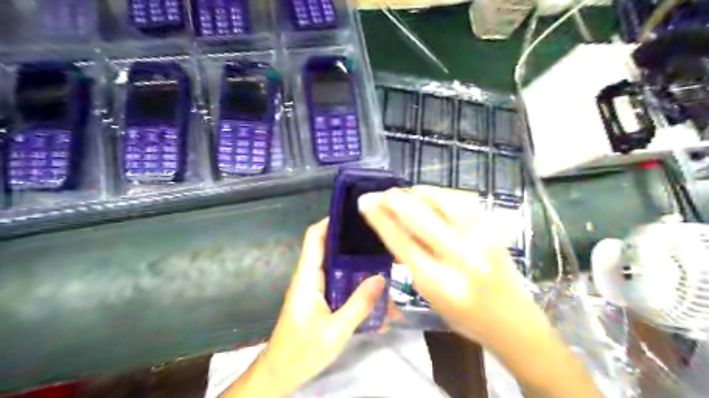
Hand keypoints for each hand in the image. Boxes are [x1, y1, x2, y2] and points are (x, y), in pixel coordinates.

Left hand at [224, 218, 385, 396]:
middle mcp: (311, 277)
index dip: (330, 221)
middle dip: (353, 241)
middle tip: (379, 236)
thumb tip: (381, 278)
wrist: (281, 374)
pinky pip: (340, 284)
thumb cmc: (302, 351)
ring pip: (338, 267)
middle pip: (330, 248)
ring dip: (358, 264)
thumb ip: (359, 304)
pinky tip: (376, 290)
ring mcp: (316, 289)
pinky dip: (356, 283)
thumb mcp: (335, 330)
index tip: (353, 213)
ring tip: (384, 259)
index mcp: (307, 277)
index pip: (314, 237)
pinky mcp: (322, 300)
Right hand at [361, 185, 546, 351]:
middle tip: (379, 194)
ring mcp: (480, 239)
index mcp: (439, 283)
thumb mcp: (429, 295)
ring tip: (402, 193)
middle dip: (393, 200)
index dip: (380, 219)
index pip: (401, 242)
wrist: (513, 321)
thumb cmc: (465, 316)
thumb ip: (411, 261)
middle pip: (420, 218)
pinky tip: (428, 194)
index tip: (366, 205)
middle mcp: (460, 258)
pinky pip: (462, 200)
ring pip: (443, 202)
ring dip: (417, 193)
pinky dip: (440, 193)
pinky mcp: (492, 228)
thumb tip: (393, 226)